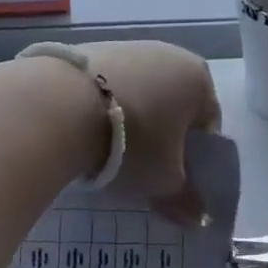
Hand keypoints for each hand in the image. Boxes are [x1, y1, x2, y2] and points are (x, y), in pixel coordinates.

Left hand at [81, 41, 220, 222]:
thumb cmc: (132, 142)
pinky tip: (87, 129)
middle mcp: (169, 53)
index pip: (208, 124)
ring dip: (133, 120)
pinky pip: (109, 85)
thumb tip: (200, 219)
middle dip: (163, 136)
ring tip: (109, 152)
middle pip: (174, 105)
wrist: (60, 105)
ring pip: (141, 93)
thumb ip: (186, 200)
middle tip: (143, 169)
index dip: (194, 158)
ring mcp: (128, 47)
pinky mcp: (92, 48)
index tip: (174, 180)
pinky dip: (105, 106)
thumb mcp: (163, 180)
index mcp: (198, 78)